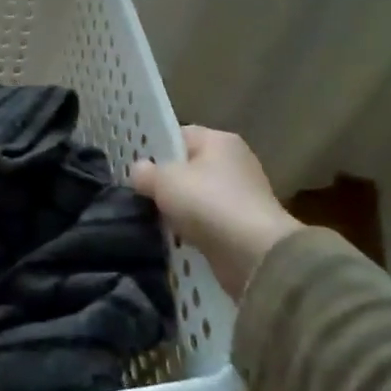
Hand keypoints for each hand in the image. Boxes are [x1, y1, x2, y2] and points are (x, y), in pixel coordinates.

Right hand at [130, 126, 302, 298]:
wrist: (254, 254)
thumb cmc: (207, 203)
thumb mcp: (164, 180)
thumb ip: (145, 172)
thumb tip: (139, 171)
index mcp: (219, 140)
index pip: (180, 136)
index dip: (156, 149)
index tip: (136, 169)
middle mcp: (235, 162)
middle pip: (189, 167)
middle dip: (166, 183)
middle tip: (140, 195)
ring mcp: (242, 195)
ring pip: (197, 197)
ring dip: (178, 210)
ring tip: (153, 220)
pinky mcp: (243, 226)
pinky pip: (208, 222)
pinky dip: (194, 230)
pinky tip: (176, 239)